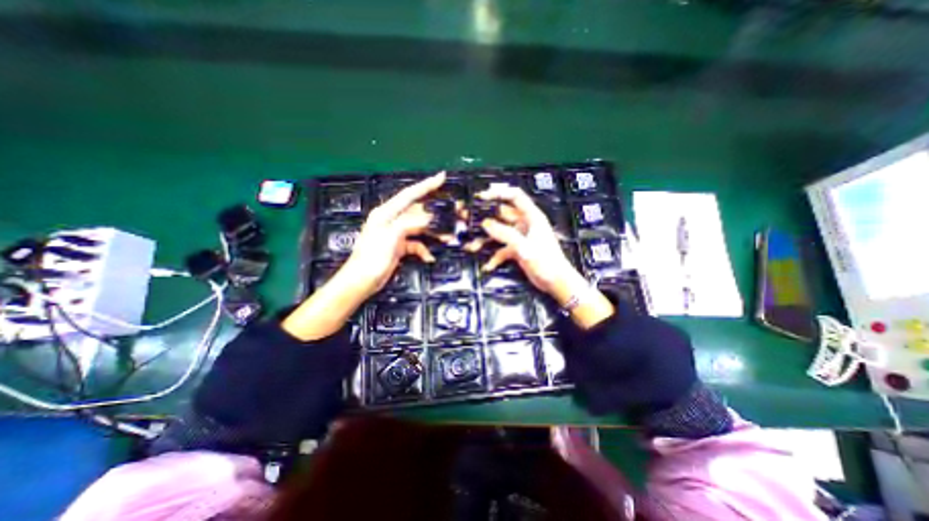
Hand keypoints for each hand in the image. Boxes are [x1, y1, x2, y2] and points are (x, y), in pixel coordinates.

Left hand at [341, 171, 448, 298]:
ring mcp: (397, 234)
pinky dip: (424, 249)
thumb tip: (429, 218)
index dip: (426, 185)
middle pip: (418, 212)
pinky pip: (417, 244)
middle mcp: (392, 220)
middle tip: (454, 212)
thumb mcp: (391, 236)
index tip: (442, 177)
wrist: (362, 281)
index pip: (409, 194)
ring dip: (433, 233)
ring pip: (420, 228)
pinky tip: (430, 257)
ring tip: (449, 236)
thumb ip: (409, 223)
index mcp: (386, 213)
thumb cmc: (372, 257)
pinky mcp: (400, 246)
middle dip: (436, 213)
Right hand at [473, 186, 610, 326]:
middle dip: (486, 218)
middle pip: (502, 215)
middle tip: (469, 222)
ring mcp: (520, 237)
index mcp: (532, 217)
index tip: (481, 197)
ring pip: (499, 233)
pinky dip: (494, 256)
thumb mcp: (525, 247)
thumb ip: (505, 234)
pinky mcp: (517, 249)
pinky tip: (488, 266)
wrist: (556, 282)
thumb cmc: (547, 262)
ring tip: (472, 247)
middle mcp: (525, 224)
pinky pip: (501, 249)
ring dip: (486, 240)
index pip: (515, 196)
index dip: (499, 193)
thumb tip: (485, 223)